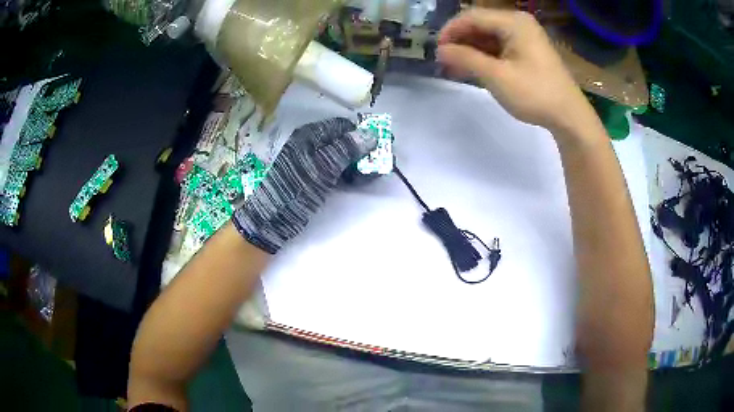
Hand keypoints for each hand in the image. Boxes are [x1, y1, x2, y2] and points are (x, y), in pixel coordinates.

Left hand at [232, 118, 376, 252]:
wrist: (272, 219)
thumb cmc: (297, 190)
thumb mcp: (323, 168)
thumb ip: (346, 149)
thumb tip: (371, 134)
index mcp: (311, 135)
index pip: (343, 126)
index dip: (362, 133)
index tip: (379, 146)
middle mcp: (312, 145)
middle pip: (343, 140)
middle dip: (362, 150)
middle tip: (378, 163)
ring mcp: (312, 162)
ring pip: (341, 156)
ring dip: (358, 163)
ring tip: (371, 175)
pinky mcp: (314, 178)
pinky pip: (336, 169)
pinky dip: (349, 173)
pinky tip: (358, 181)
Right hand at [437, 8, 591, 133]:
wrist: (569, 116)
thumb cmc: (535, 94)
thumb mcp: (497, 76)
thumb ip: (465, 59)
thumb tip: (440, 50)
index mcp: (513, 22)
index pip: (471, 17)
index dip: (450, 31)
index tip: (437, 51)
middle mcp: (518, 22)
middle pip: (479, 24)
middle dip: (460, 41)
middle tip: (445, 62)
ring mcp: (525, 36)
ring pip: (488, 36)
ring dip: (471, 50)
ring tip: (455, 68)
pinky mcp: (528, 50)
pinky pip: (500, 46)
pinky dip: (485, 56)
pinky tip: (474, 68)